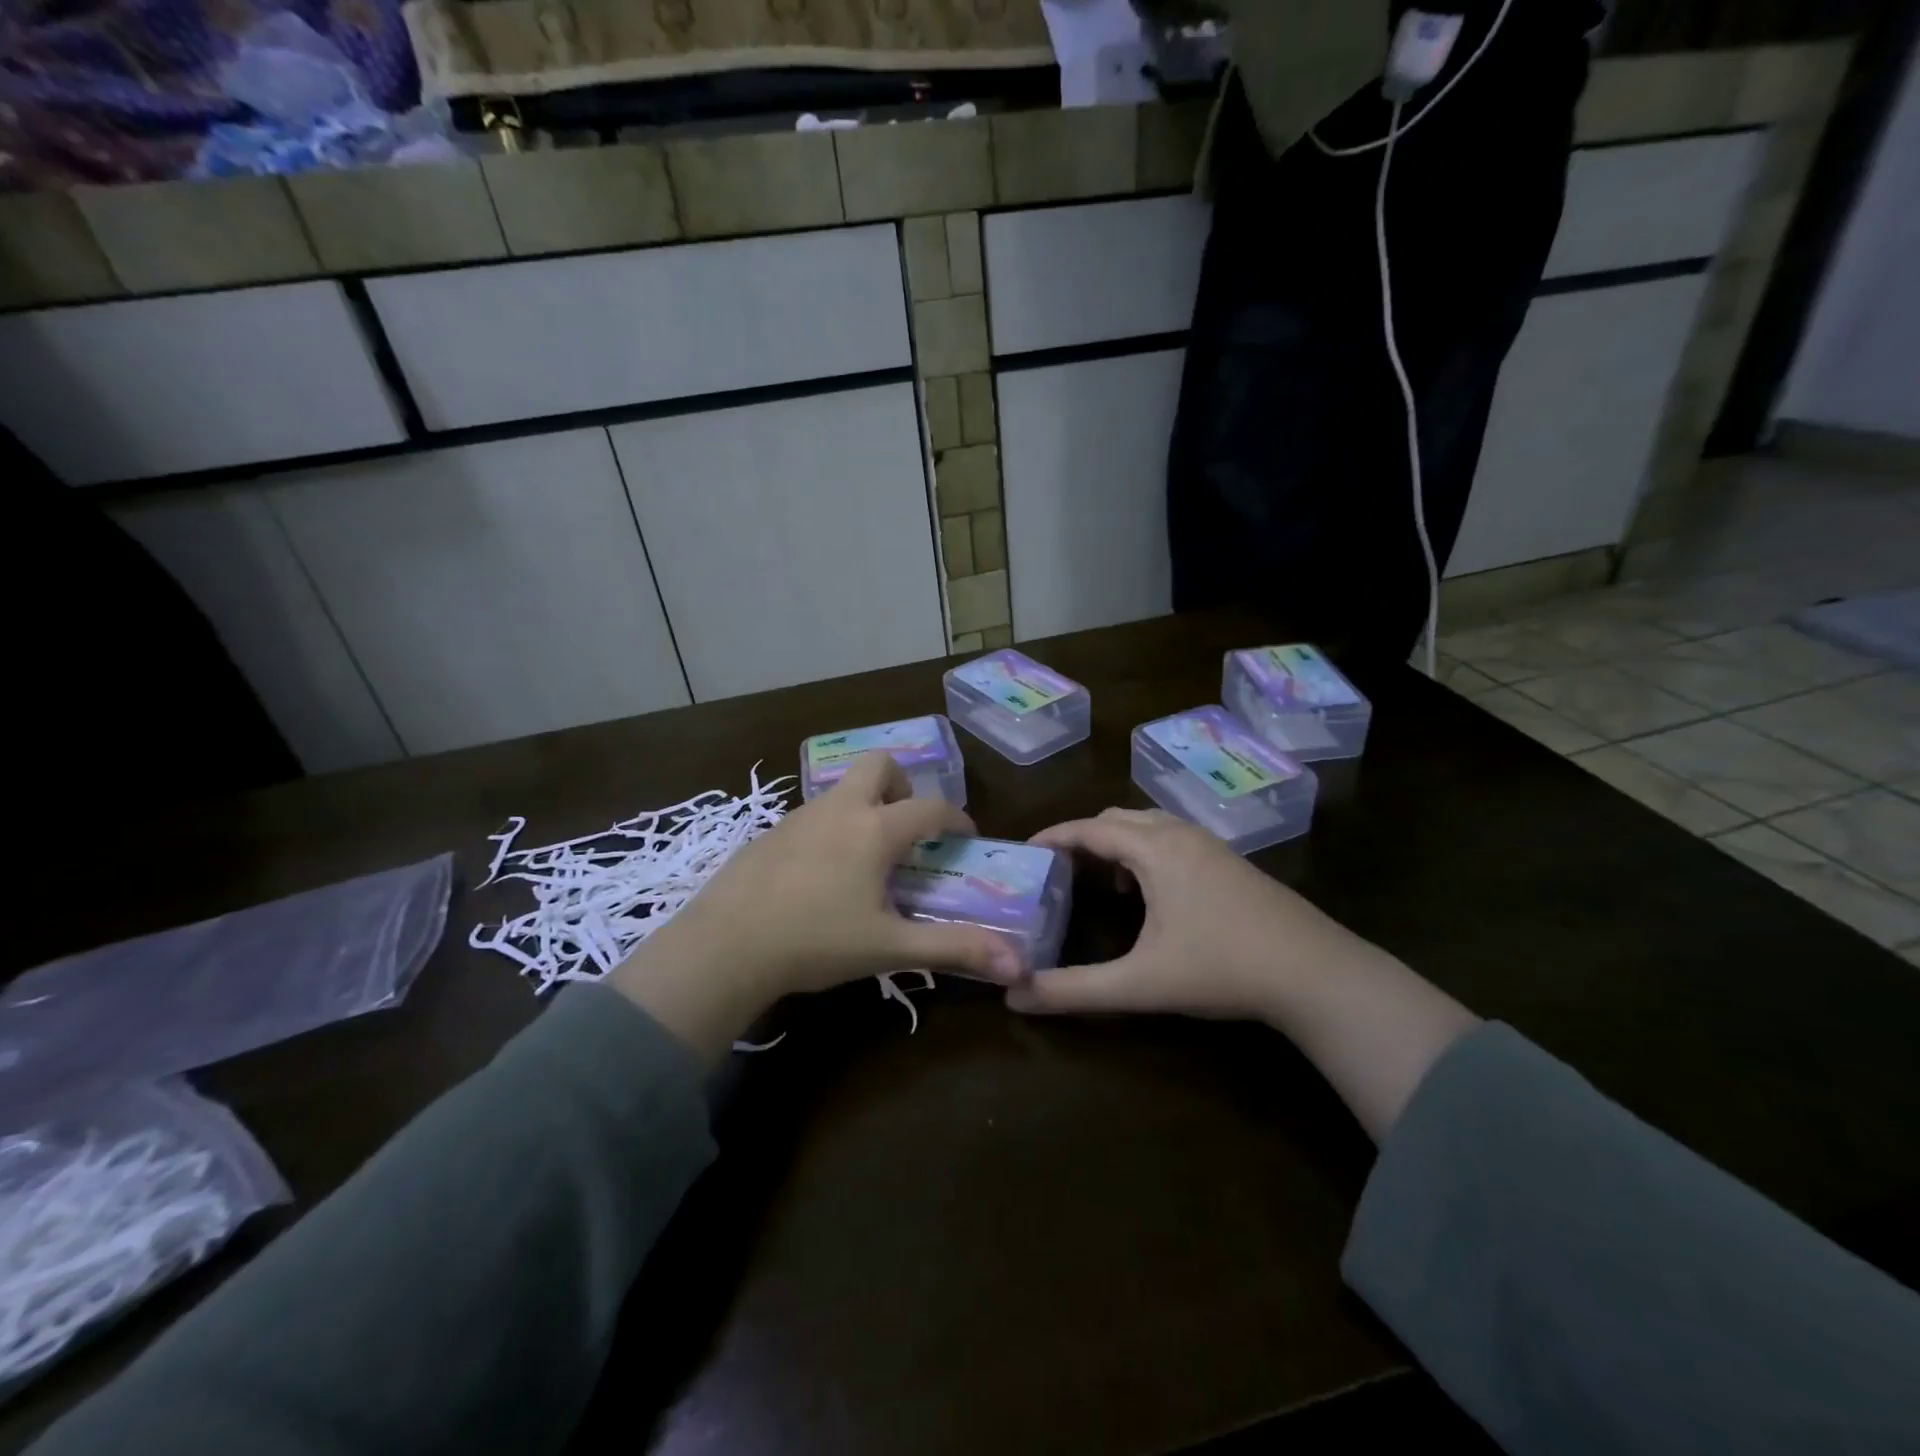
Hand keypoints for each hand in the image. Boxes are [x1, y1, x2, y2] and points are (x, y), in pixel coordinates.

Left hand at [611, 753, 1023, 1058]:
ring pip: (843, 789)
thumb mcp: (890, 946)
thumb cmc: (815, 942)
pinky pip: (814, 814)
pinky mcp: (771, 833)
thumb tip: (1018, 965)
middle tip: (907, 830)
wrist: (724, 946)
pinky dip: (833, 827)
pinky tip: (822, 874)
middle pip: (880, 765)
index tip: (965, 837)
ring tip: (868, 858)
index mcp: (875, 829)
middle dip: (903, 786)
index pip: (931, 807)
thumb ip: (954, 949)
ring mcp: (799, 816)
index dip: (956, 819)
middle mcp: (840, 809)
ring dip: (866, 807)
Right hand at [1007, 808, 1398, 1021]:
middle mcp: (1180, 834)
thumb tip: (1014, 997)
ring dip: (1117, 844)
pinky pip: (1172, 839)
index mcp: (1155, 849)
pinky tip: (1151, 895)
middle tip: (1058, 870)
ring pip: (1148, 825)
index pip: (1089, 828)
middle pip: (1117, 818)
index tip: (1023, 851)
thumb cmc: (1222, 968)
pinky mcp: (1230, 862)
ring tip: (1100, 882)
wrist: (1316, 973)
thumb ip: (1075, 990)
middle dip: (1083, 837)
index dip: (1053, 836)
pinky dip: (1146, 852)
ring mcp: (1211, 845)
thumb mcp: (1140, 984)